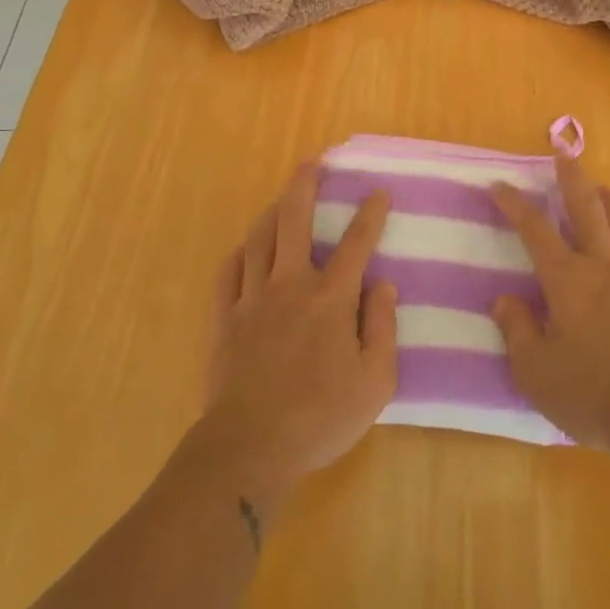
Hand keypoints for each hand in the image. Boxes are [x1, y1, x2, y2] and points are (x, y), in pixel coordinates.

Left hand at [201, 164, 397, 506]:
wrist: (250, 446)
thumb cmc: (321, 417)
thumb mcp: (375, 382)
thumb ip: (383, 328)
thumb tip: (384, 286)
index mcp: (331, 298)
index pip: (356, 244)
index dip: (370, 215)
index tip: (378, 192)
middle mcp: (290, 285)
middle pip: (294, 220)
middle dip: (304, 185)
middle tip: (312, 162)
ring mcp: (252, 298)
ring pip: (259, 238)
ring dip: (273, 211)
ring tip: (282, 198)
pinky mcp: (225, 318)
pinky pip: (229, 272)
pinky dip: (240, 253)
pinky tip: (246, 248)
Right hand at [488, 158, 609, 462]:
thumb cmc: (593, 394)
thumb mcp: (536, 371)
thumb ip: (517, 330)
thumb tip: (505, 299)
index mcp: (568, 280)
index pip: (535, 229)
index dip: (514, 204)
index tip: (499, 185)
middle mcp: (605, 268)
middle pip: (588, 209)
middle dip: (573, 179)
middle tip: (564, 156)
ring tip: (604, 190)